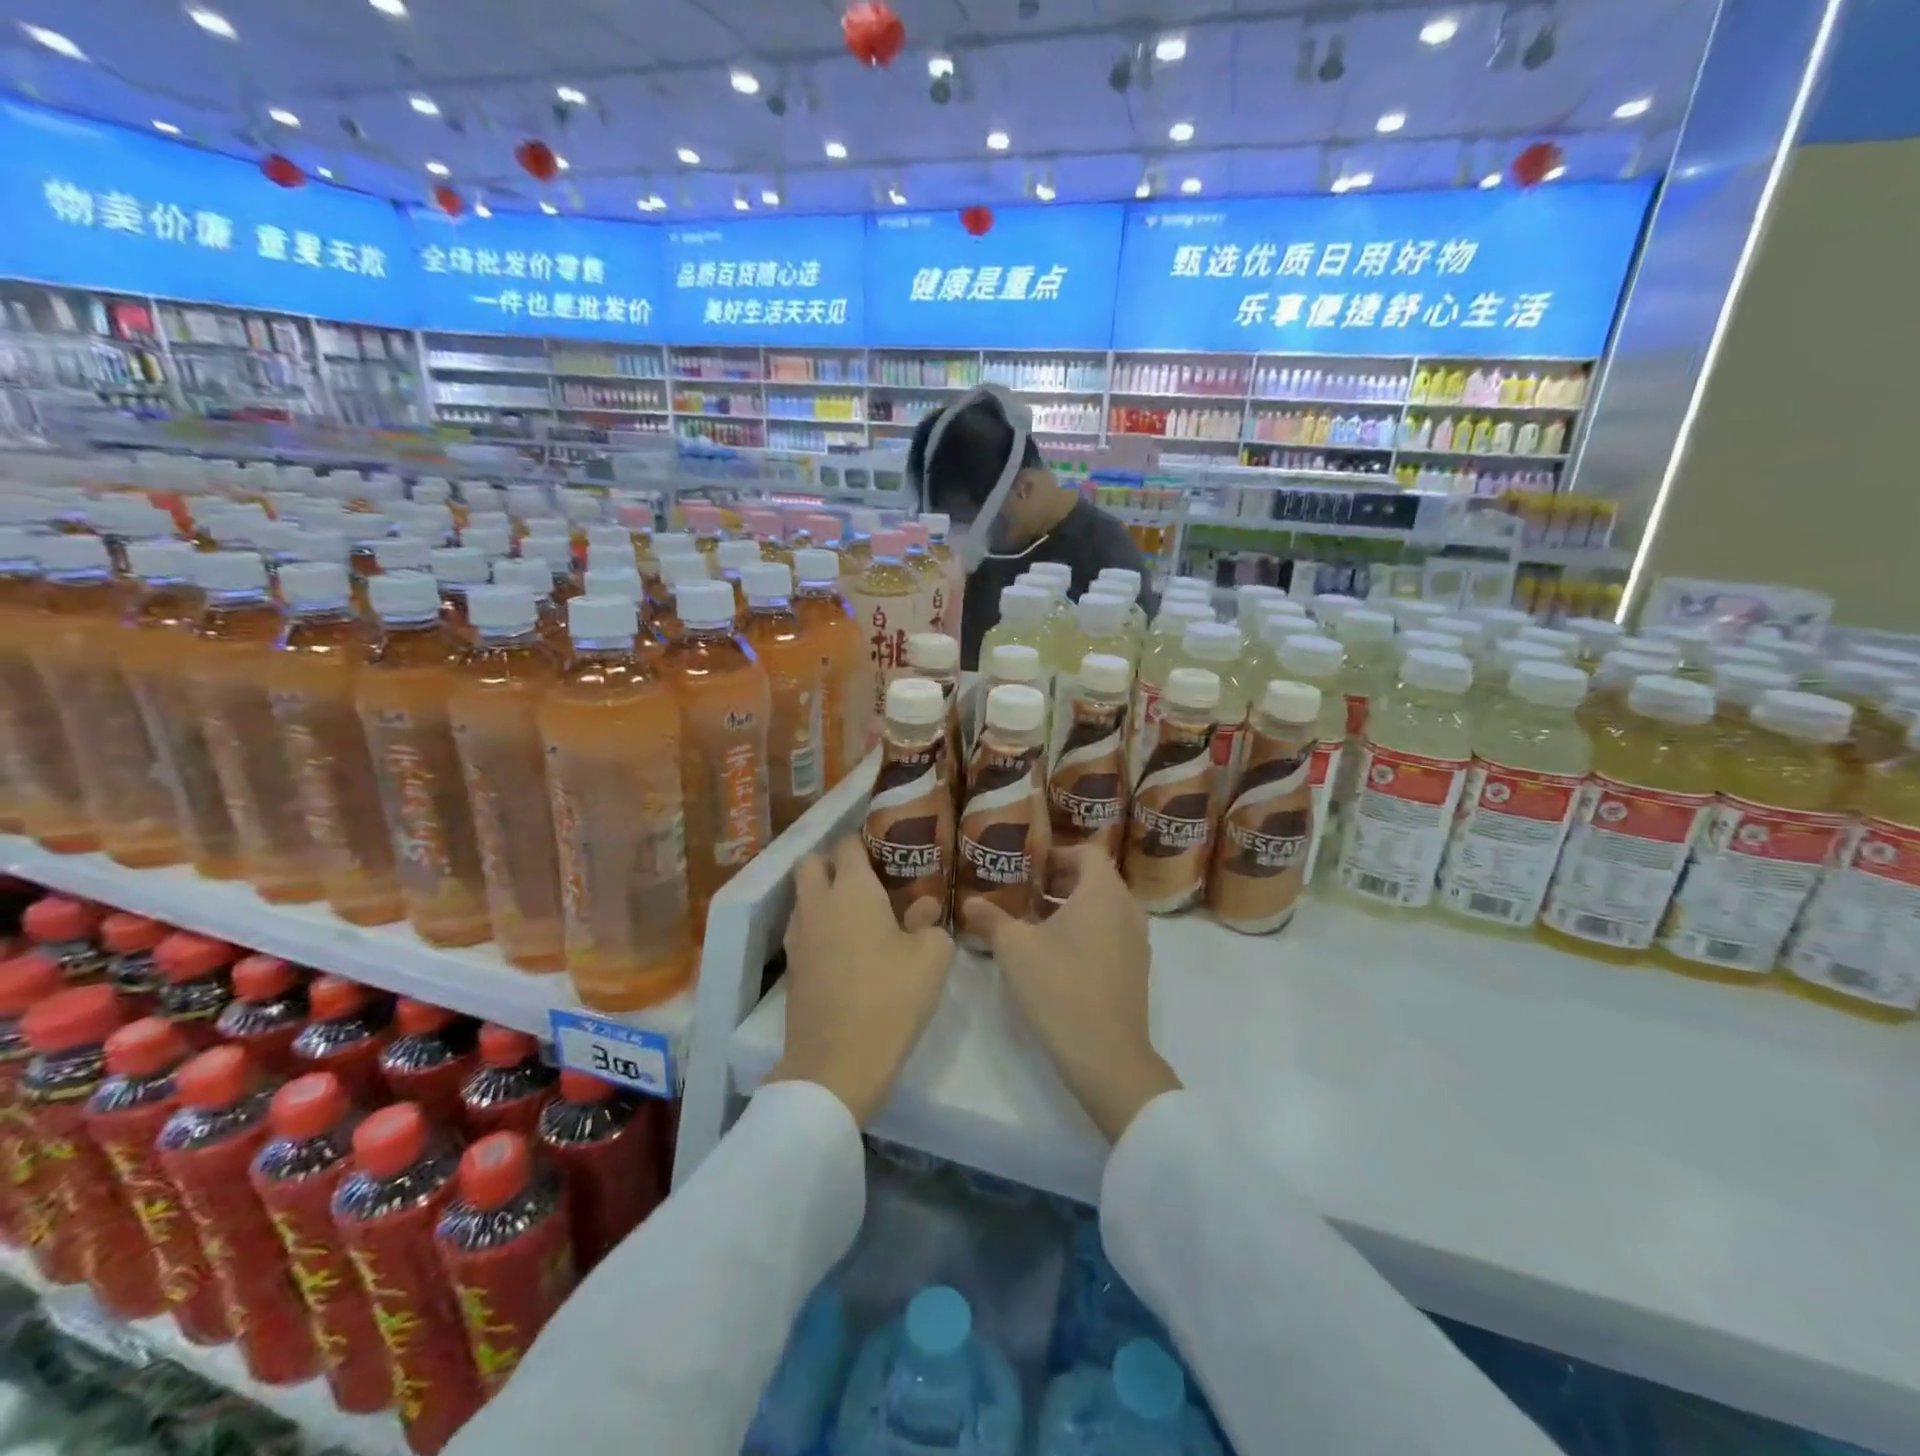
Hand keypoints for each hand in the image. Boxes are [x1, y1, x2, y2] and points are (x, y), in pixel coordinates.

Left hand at [767, 835, 955, 1124]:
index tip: (885, 850)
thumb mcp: (932, 957)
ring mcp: (798, 936)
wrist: (837, 1063)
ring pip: (803, 897)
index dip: (864, 841)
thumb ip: (930, 923)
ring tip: (857, 916)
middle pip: (811, 863)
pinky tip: (845, 949)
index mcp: (852, 889)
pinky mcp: (791, 968)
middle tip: (865, 879)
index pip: (847, 844)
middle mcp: (818, 903)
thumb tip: (923, 910)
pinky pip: (802, 930)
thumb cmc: (891, 998)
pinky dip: (819, 928)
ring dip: (823, 896)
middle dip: (832, 862)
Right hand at [962, 845, 1180, 1142]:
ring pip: (1104, 906)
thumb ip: (991, 918)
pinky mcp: (1136, 967)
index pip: (1087, 851)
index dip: (1057, 852)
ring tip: (1035, 921)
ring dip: (1072, 906)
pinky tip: (1056, 953)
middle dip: (1060, 880)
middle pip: (1096, 877)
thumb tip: (969, 902)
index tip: (1028, 866)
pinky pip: (1112, 931)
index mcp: (1102, 892)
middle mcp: (1127, 908)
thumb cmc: (1059, 987)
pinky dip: (1087, 929)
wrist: (1107, 1056)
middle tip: (1025, 891)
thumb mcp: (1014, 949)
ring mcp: (1137, 940)